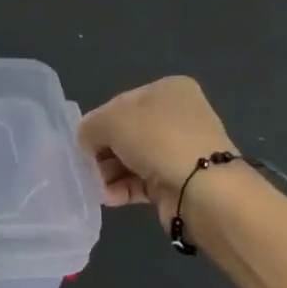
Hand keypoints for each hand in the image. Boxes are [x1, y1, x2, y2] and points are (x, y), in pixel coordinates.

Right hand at [78, 76, 239, 228]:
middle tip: (86, 167)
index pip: (120, 103)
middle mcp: (178, 116)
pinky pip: (142, 180)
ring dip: (110, 172)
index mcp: (168, 90)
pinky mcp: (180, 180)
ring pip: (132, 158)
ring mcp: (181, 149)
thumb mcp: (110, 121)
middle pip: (126, 132)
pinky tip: (108, 197)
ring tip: (96, 186)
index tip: (83, 143)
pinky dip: (122, 188)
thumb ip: (89, 127)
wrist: (203, 189)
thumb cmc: (156, 140)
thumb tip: (87, 141)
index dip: (98, 122)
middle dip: (103, 151)